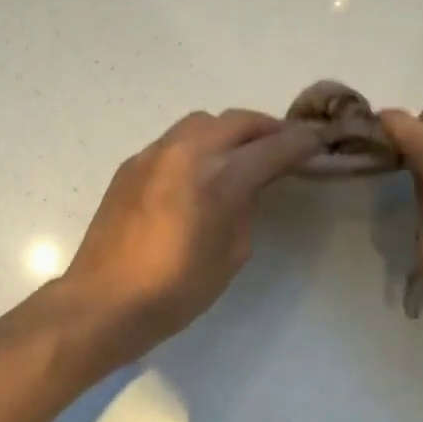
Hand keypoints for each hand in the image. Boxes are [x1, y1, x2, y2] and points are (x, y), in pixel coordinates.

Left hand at [59, 110, 320, 367]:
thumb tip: (249, 183)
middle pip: (238, 121)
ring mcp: (154, 153)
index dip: (300, 143)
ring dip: (230, 131)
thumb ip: (247, 207)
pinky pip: (175, 139)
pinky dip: (199, 144)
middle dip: (267, 129)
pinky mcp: (131, 164)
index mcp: (217, 178)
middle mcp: (186, 152)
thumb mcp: (232, 253)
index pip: (271, 147)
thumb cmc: (176, 290)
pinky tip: (199, 172)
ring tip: (241, 155)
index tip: (318, 142)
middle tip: (284, 145)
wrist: (104, 301)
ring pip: (203, 121)